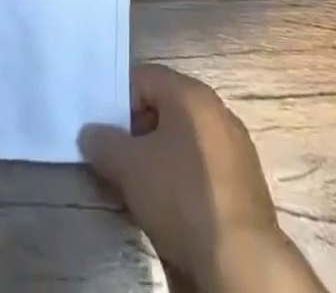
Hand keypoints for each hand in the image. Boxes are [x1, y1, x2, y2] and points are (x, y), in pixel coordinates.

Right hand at [80, 65, 322, 292]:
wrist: (241, 258)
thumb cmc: (181, 196)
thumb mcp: (130, 169)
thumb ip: (104, 143)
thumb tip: (89, 132)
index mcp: (190, 93)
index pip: (145, 77)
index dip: (119, 101)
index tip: (103, 130)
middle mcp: (216, 108)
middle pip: (166, 107)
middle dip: (139, 131)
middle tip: (118, 160)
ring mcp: (235, 143)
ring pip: (186, 138)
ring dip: (162, 155)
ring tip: (142, 186)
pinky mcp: (246, 179)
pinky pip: (205, 163)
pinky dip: (186, 175)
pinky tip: (175, 204)